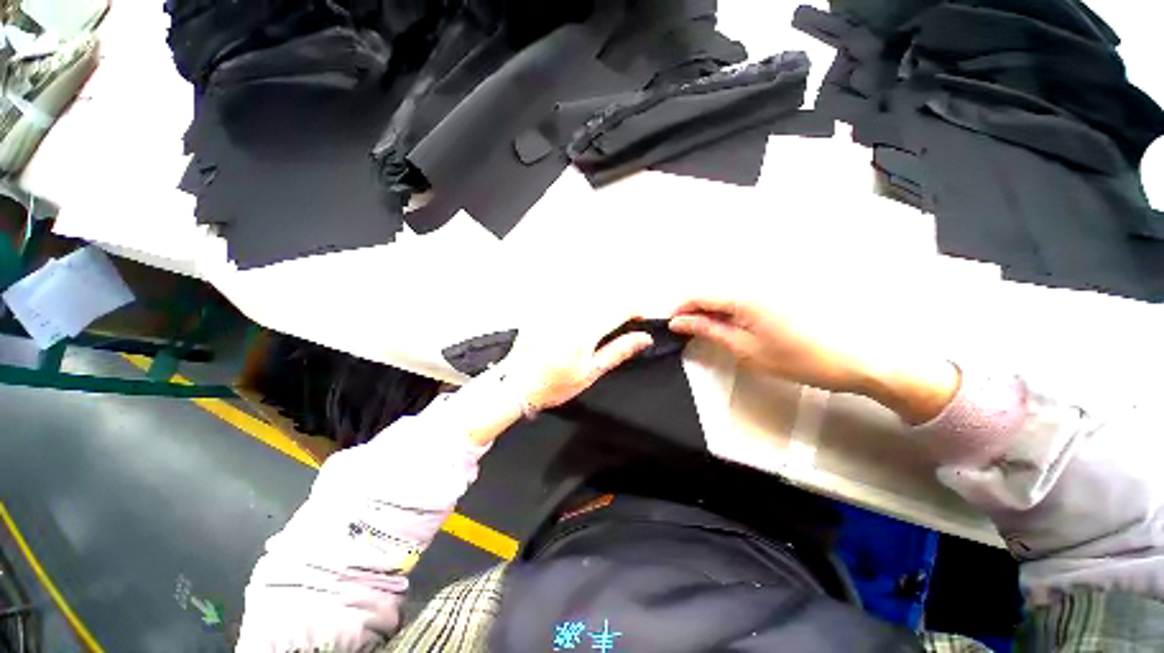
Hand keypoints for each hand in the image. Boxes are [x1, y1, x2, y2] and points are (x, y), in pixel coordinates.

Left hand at [502, 310, 653, 412]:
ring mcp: (555, 307)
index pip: (621, 308)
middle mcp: (570, 313)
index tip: (643, 318)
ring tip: (605, 322)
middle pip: (607, 296)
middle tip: (627, 322)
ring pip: (590, 293)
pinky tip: (582, 320)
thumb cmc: (552, 384)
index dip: (637, 309)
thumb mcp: (591, 372)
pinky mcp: (544, 307)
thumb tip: (643, 339)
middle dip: (622, 305)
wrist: (517, 383)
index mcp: (585, 330)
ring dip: (604, 303)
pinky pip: (571, 295)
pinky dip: (584, 302)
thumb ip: (618, 351)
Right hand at [669, 297, 876, 393]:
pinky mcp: (779, 291)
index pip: (698, 295)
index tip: (671, 326)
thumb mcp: (746, 349)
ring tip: (711, 332)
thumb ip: (709, 331)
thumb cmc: (798, 358)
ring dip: (711, 310)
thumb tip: (679, 323)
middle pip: (711, 290)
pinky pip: (742, 295)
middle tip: (690, 333)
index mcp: (743, 296)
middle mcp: (753, 282)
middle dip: (694, 310)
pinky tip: (734, 325)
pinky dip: (729, 309)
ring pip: (725, 292)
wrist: (857, 357)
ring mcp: (768, 285)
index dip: (680, 309)